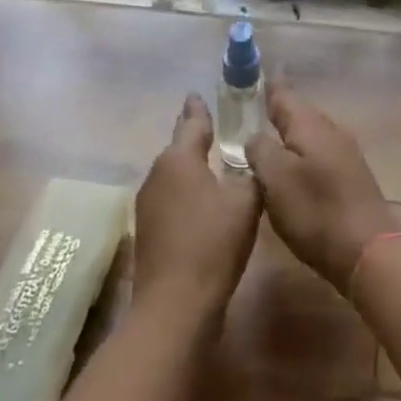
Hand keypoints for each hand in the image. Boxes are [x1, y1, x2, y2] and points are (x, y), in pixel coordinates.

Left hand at [133, 95, 260, 317]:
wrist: (175, 306)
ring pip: (174, 175)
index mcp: (178, 159)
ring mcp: (148, 205)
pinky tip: (204, 203)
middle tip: (217, 129)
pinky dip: (187, 194)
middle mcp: (157, 175)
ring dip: (192, 169)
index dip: (199, 109)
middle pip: (179, 148)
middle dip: (196, 139)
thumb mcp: (246, 201)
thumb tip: (252, 159)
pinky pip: (171, 199)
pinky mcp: (148, 232)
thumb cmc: (212, 243)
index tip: (198, 94)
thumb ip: (252, 173)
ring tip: (214, 165)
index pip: (191, 122)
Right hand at [245, 83, 397, 292]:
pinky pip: (322, 153)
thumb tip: (255, 137)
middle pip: (301, 113)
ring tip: (271, 139)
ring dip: (293, 134)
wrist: (368, 249)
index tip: (254, 78)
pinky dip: (305, 154)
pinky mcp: (352, 177)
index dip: (268, 89)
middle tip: (257, 109)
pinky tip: (295, 169)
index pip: (284, 96)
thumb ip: (260, 151)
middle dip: (280, 111)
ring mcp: (346, 154)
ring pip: (313, 134)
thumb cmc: (316, 210)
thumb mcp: (276, 179)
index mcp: (311, 125)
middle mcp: (332, 131)